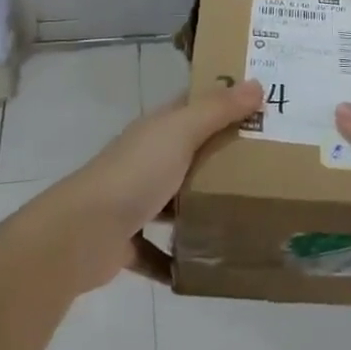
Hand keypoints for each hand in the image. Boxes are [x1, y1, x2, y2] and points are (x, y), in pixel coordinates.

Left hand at [46, 81, 264, 291]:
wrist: (81, 233)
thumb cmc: (136, 173)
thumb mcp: (181, 132)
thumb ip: (217, 109)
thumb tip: (256, 83)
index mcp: (157, 129)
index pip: (193, 106)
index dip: (224, 102)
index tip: (262, 106)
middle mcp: (145, 159)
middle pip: (189, 153)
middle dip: (222, 158)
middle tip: (269, 166)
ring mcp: (134, 201)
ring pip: (175, 201)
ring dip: (201, 208)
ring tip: (245, 216)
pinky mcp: (128, 242)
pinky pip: (158, 251)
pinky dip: (177, 259)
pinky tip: (205, 267)